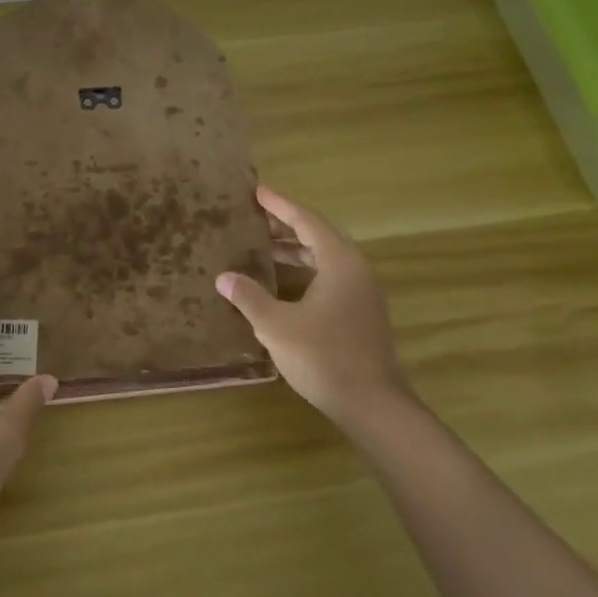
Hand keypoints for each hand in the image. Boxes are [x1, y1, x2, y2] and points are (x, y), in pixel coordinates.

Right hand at [216, 186, 408, 428]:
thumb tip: (224, 277)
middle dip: (287, 225)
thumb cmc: (323, 357)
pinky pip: (331, 276)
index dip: (280, 205)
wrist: (373, 405)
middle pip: (320, 234)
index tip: (257, 192)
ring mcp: (363, 292)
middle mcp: (356, 269)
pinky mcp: (362, 312)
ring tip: (263, 248)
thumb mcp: (277, 326)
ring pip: (327, 257)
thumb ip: (249, 297)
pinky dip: (306, 270)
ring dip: (296, 249)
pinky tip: (284, 284)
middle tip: (256, 219)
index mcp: (339, 262)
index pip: (307, 220)